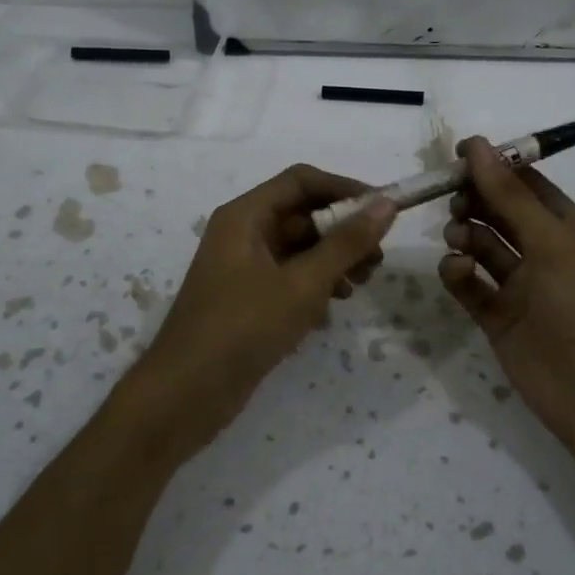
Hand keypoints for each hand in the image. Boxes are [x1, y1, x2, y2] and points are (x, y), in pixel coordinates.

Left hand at [121, 164, 395, 460]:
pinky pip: (288, 278)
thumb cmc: (244, 327)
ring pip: (298, 249)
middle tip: (377, 260)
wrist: (187, 394)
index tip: (384, 209)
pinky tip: (331, 312)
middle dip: (343, 232)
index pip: (302, 181)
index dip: (345, 189)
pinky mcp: (247, 299)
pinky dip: (314, 287)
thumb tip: (387, 204)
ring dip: (333, 261)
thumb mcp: (303, 283)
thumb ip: (346, 243)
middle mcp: (242, 233)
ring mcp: (243, 268)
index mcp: (246, 216)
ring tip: (360, 286)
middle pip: (302, 215)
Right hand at [438, 138, 574, 471]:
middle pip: (500, 213)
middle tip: (454, 201)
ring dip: (466, 234)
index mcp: (570, 230)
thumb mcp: (552, 242)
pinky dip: (459, 272)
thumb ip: (510, 196)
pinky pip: (471, 284)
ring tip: (457, 238)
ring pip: (483, 247)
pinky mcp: (498, 317)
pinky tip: (456, 270)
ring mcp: (520, 287)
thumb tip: (477, 146)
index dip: (496, 167)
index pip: (529, 186)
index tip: (458, 154)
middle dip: (476, 202)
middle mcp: (545, 253)